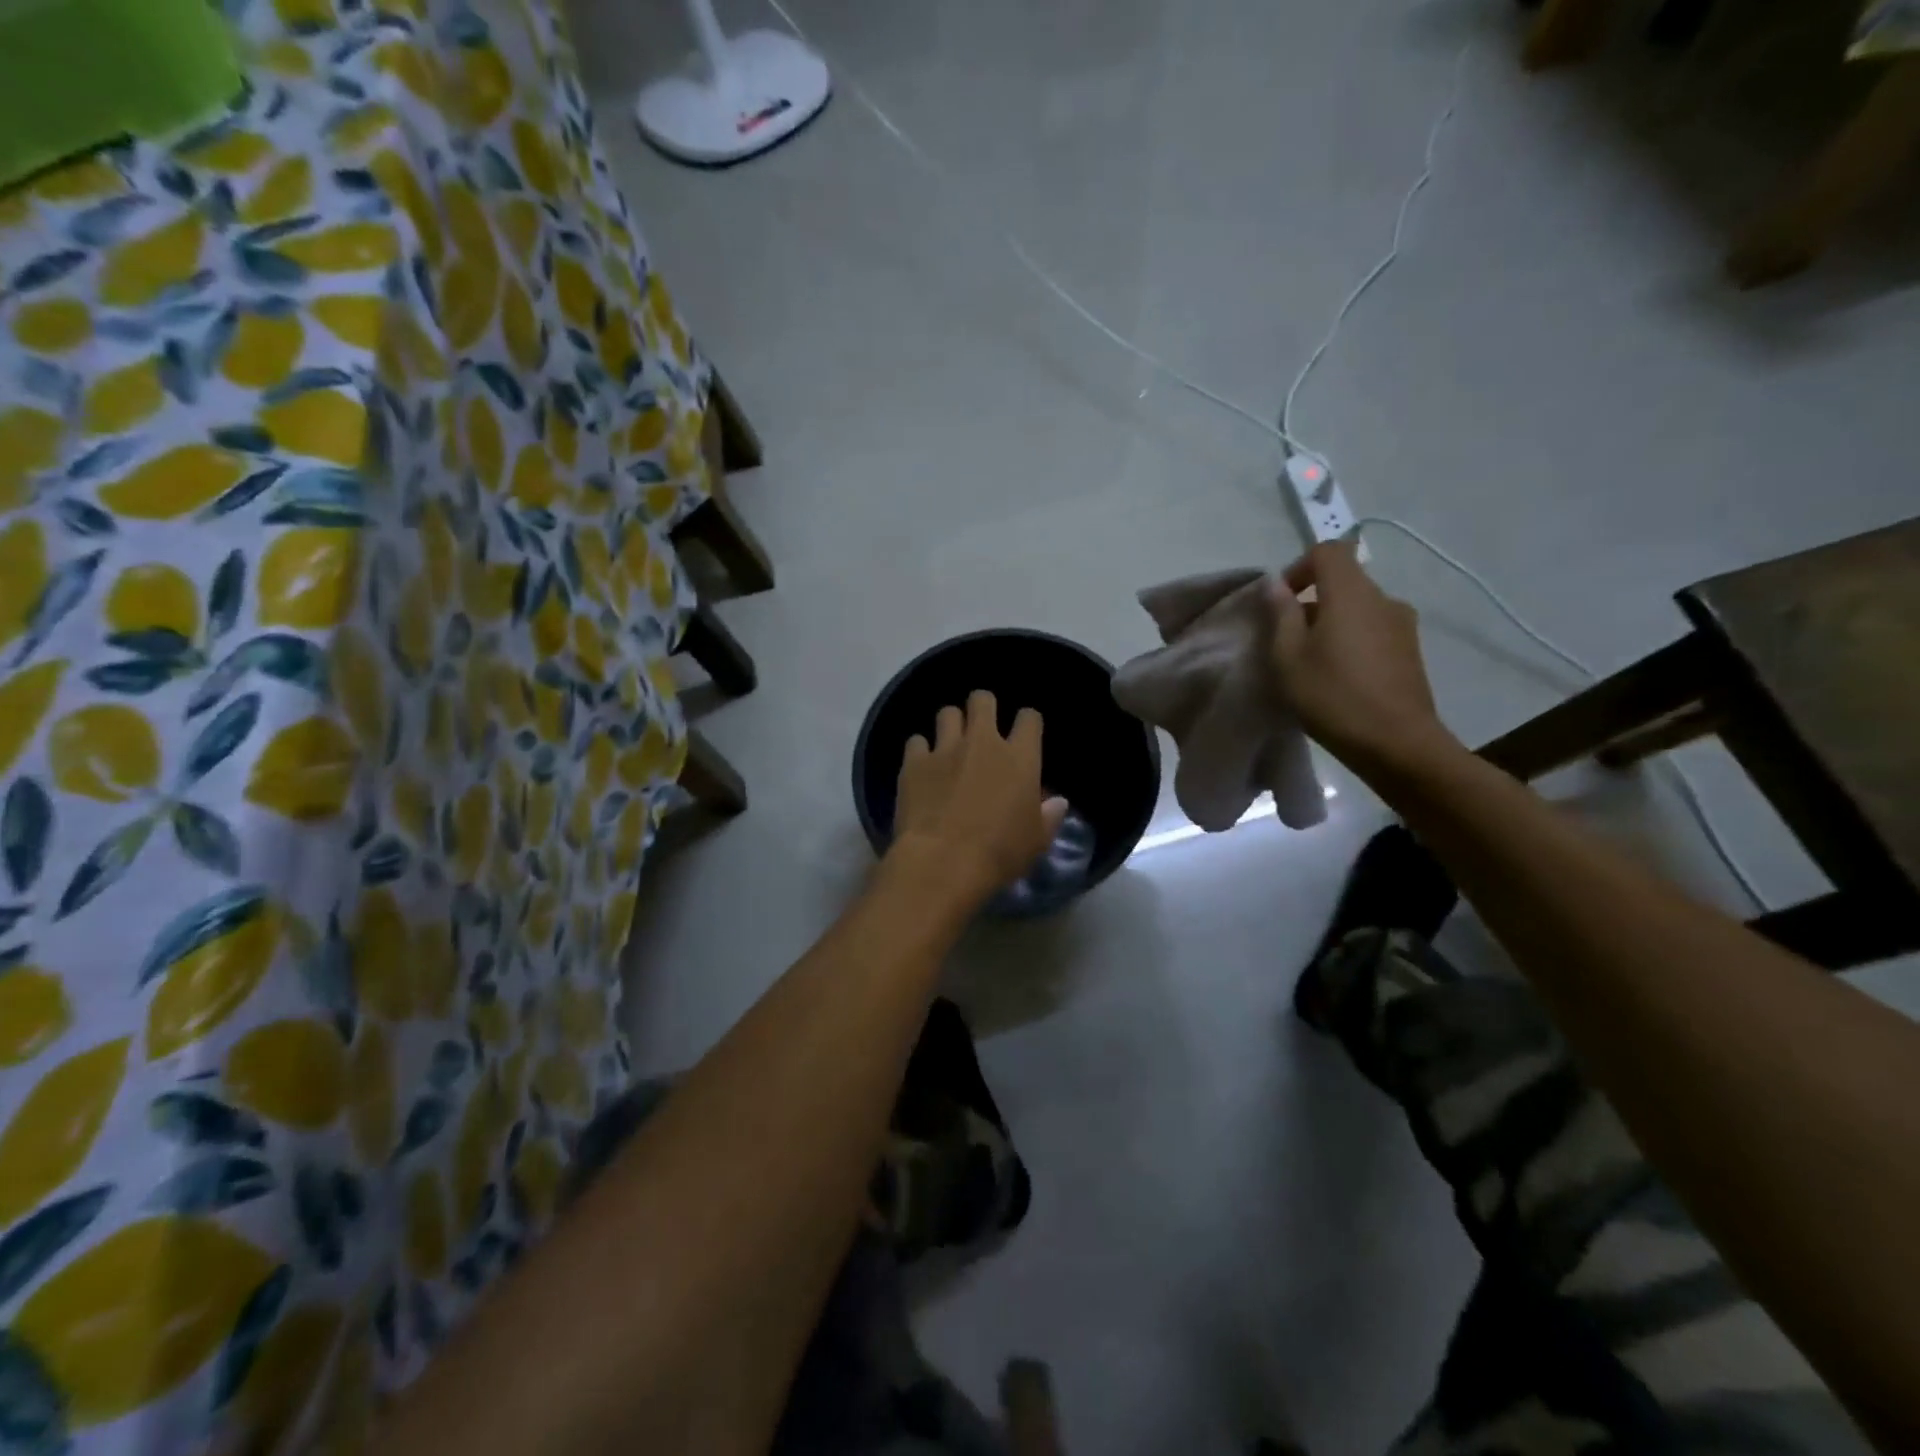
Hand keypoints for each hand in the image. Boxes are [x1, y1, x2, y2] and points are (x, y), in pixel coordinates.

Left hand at [890, 691, 1068, 907]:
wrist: (942, 861)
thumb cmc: (999, 853)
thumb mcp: (1036, 841)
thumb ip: (1048, 816)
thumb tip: (1058, 802)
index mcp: (1020, 758)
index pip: (1029, 719)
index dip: (1027, 722)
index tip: (1024, 734)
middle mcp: (982, 742)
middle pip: (982, 700)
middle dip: (983, 706)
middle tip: (981, 727)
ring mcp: (945, 749)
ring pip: (947, 713)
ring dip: (951, 724)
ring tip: (950, 744)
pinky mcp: (914, 762)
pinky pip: (916, 741)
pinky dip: (920, 751)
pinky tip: (922, 767)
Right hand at [1269, 542, 1458, 774]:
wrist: (1396, 743)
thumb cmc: (1332, 696)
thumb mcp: (1288, 657)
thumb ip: (1280, 615)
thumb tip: (1276, 585)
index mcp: (1351, 593)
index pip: (1328, 551)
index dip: (1298, 567)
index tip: (1280, 601)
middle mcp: (1383, 598)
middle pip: (1344, 580)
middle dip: (1311, 600)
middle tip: (1288, 638)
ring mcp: (1402, 625)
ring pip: (1358, 607)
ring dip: (1332, 622)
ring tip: (1312, 660)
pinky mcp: (1410, 650)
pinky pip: (1373, 629)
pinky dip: (1352, 639)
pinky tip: (1339, 675)